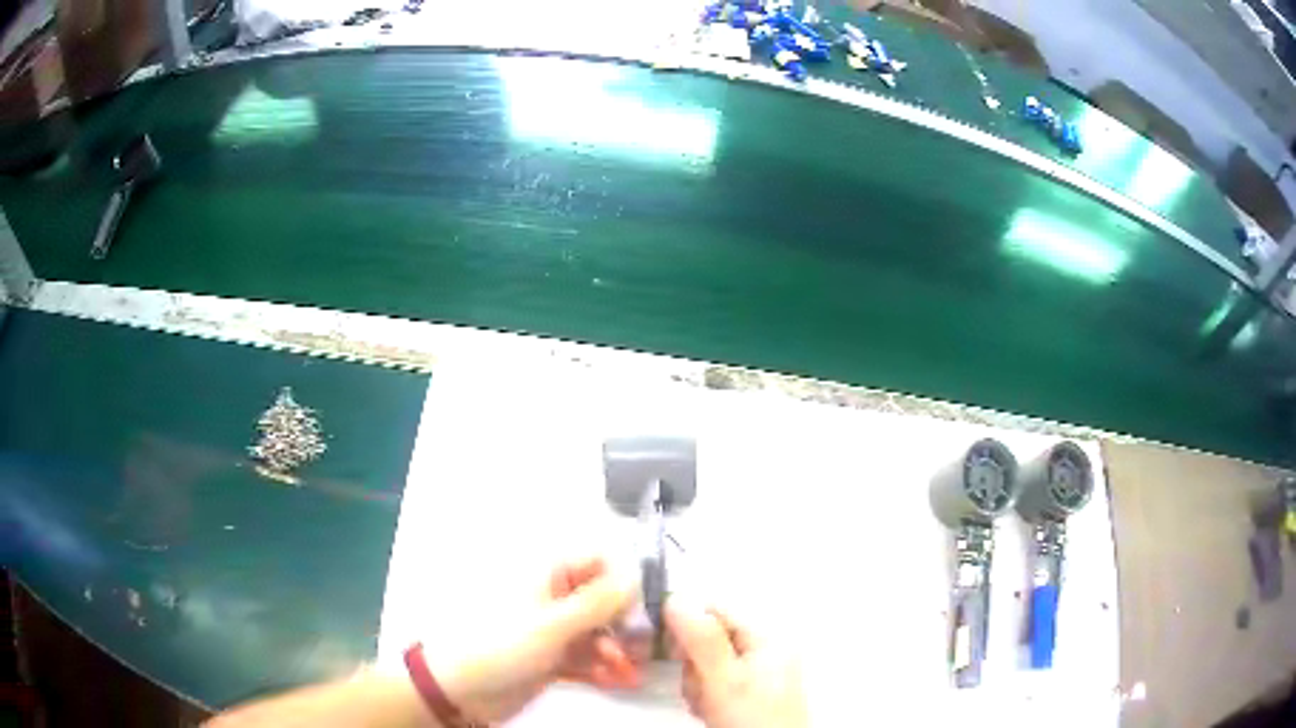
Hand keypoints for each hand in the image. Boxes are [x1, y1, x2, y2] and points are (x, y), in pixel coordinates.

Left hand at [431, 556, 642, 723]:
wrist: (459, 689)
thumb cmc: (501, 645)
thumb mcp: (552, 624)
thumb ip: (599, 602)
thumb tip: (637, 575)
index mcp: (548, 573)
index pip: (599, 561)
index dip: (626, 581)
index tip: (644, 609)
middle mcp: (554, 596)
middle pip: (605, 601)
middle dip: (627, 624)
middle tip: (643, 649)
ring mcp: (554, 629)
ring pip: (600, 632)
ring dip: (619, 651)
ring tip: (631, 673)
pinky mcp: (553, 657)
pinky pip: (588, 656)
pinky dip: (605, 668)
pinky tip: (619, 682)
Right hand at [666, 599, 808, 727]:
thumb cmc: (754, 720)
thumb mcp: (724, 678)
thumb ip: (702, 639)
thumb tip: (677, 598)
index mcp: (767, 634)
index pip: (714, 608)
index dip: (686, 624)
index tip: (672, 649)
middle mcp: (766, 646)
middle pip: (708, 636)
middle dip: (693, 663)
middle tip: (701, 687)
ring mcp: (759, 669)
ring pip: (706, 661)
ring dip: (697, 682)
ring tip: (708, 703)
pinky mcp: (750, 689)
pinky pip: (715, 680)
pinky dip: (706, 694)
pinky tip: (711, 710)